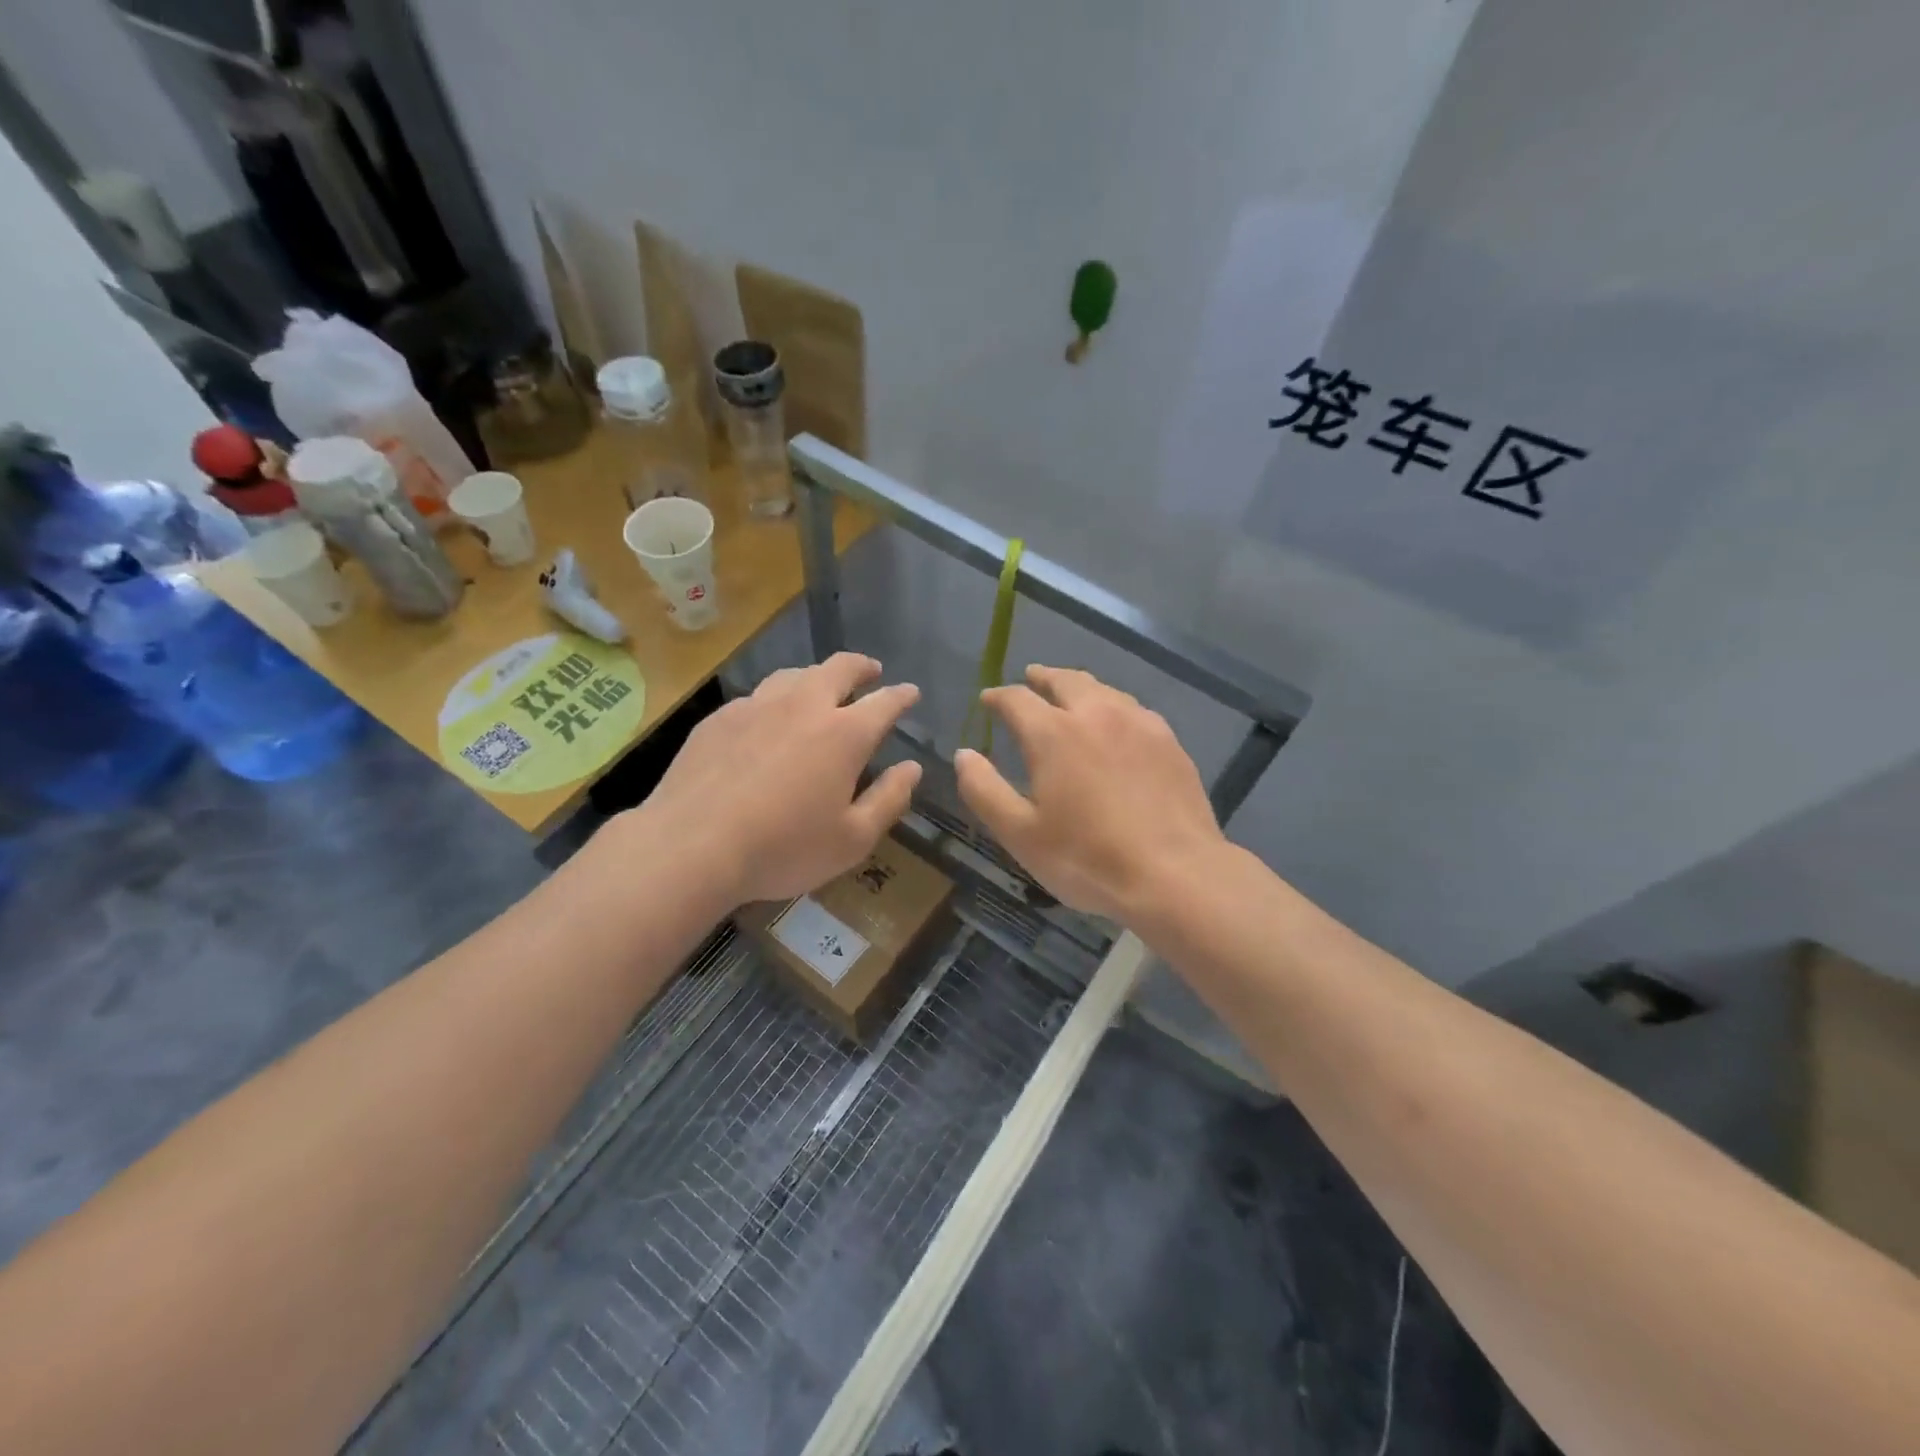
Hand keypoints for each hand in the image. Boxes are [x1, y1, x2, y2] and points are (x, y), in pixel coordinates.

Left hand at [638, 653, 922, 907]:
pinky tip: (768, 719)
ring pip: (794, 674)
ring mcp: (757, 706)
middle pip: (839, 668)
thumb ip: (889, 800)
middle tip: (871, 672)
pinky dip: (776, 700)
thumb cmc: (783, 848)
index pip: (884, 702)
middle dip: (861, 667)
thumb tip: (911, 768)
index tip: (911, 692)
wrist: (691, 846)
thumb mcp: (852, 840)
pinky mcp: (720, 718)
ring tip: (821, 688)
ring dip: (817, 676)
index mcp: (844, 734)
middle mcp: (804, 706)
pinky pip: (758, 696)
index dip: (902, 695)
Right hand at [954, 665, 1227, 920]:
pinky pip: (1132, 709)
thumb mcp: (1020, 834)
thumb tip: (964, 754)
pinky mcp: (1169, 741)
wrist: (1175, 874)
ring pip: (1102, 690)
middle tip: (1031, 678)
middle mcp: (1096, 714)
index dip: (998, 697)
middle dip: (1042, 677)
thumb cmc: (1087, 858)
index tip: (988, 700)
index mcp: (1053, 733)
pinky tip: (1116, 722)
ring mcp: (1138, 723)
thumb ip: (985, 790)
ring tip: (1070, 694)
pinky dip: (1112, 706)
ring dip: (1079, 686)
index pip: (1017, 699)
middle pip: (1065, 680)